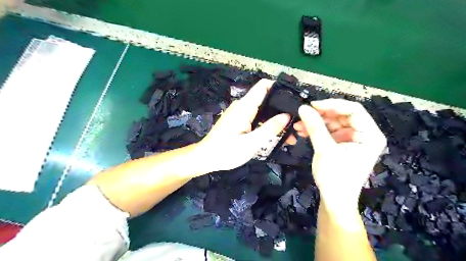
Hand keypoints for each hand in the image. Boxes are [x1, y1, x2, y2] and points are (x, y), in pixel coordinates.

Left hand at [195, 78, 289, 174]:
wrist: (206, 158)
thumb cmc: (226, 151)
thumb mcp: (251, 143)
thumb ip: (269, 129)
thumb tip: (287, 116)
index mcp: (244, 107)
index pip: (263, 86)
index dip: (279, 88)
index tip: (293, 98)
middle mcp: (243, 106)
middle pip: (265, 99)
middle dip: (281, 108)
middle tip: (297, 122)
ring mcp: (240, 113)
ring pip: (262, 110)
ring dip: (275, 119)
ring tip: (291, 132)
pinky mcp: (239, 121)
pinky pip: (256, 118)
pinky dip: (267, 124)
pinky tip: (276, 134)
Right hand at [296, 99, 387, 212]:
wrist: (334, 200)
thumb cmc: (335, 177)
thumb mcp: (325, 150)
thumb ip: (315, 127)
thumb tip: (303, 108)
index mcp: (370, 135)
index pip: (354, 110)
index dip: (333, 105)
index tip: (313, 105)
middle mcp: (364, 134)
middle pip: (342, 115)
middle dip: (321, 115)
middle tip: (303, 114)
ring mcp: (352, 139)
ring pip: (333, 123)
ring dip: (316, 122)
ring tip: (298, 124)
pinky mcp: (341, 144)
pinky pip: (328, 131)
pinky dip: (316, 130)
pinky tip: (302, 131)